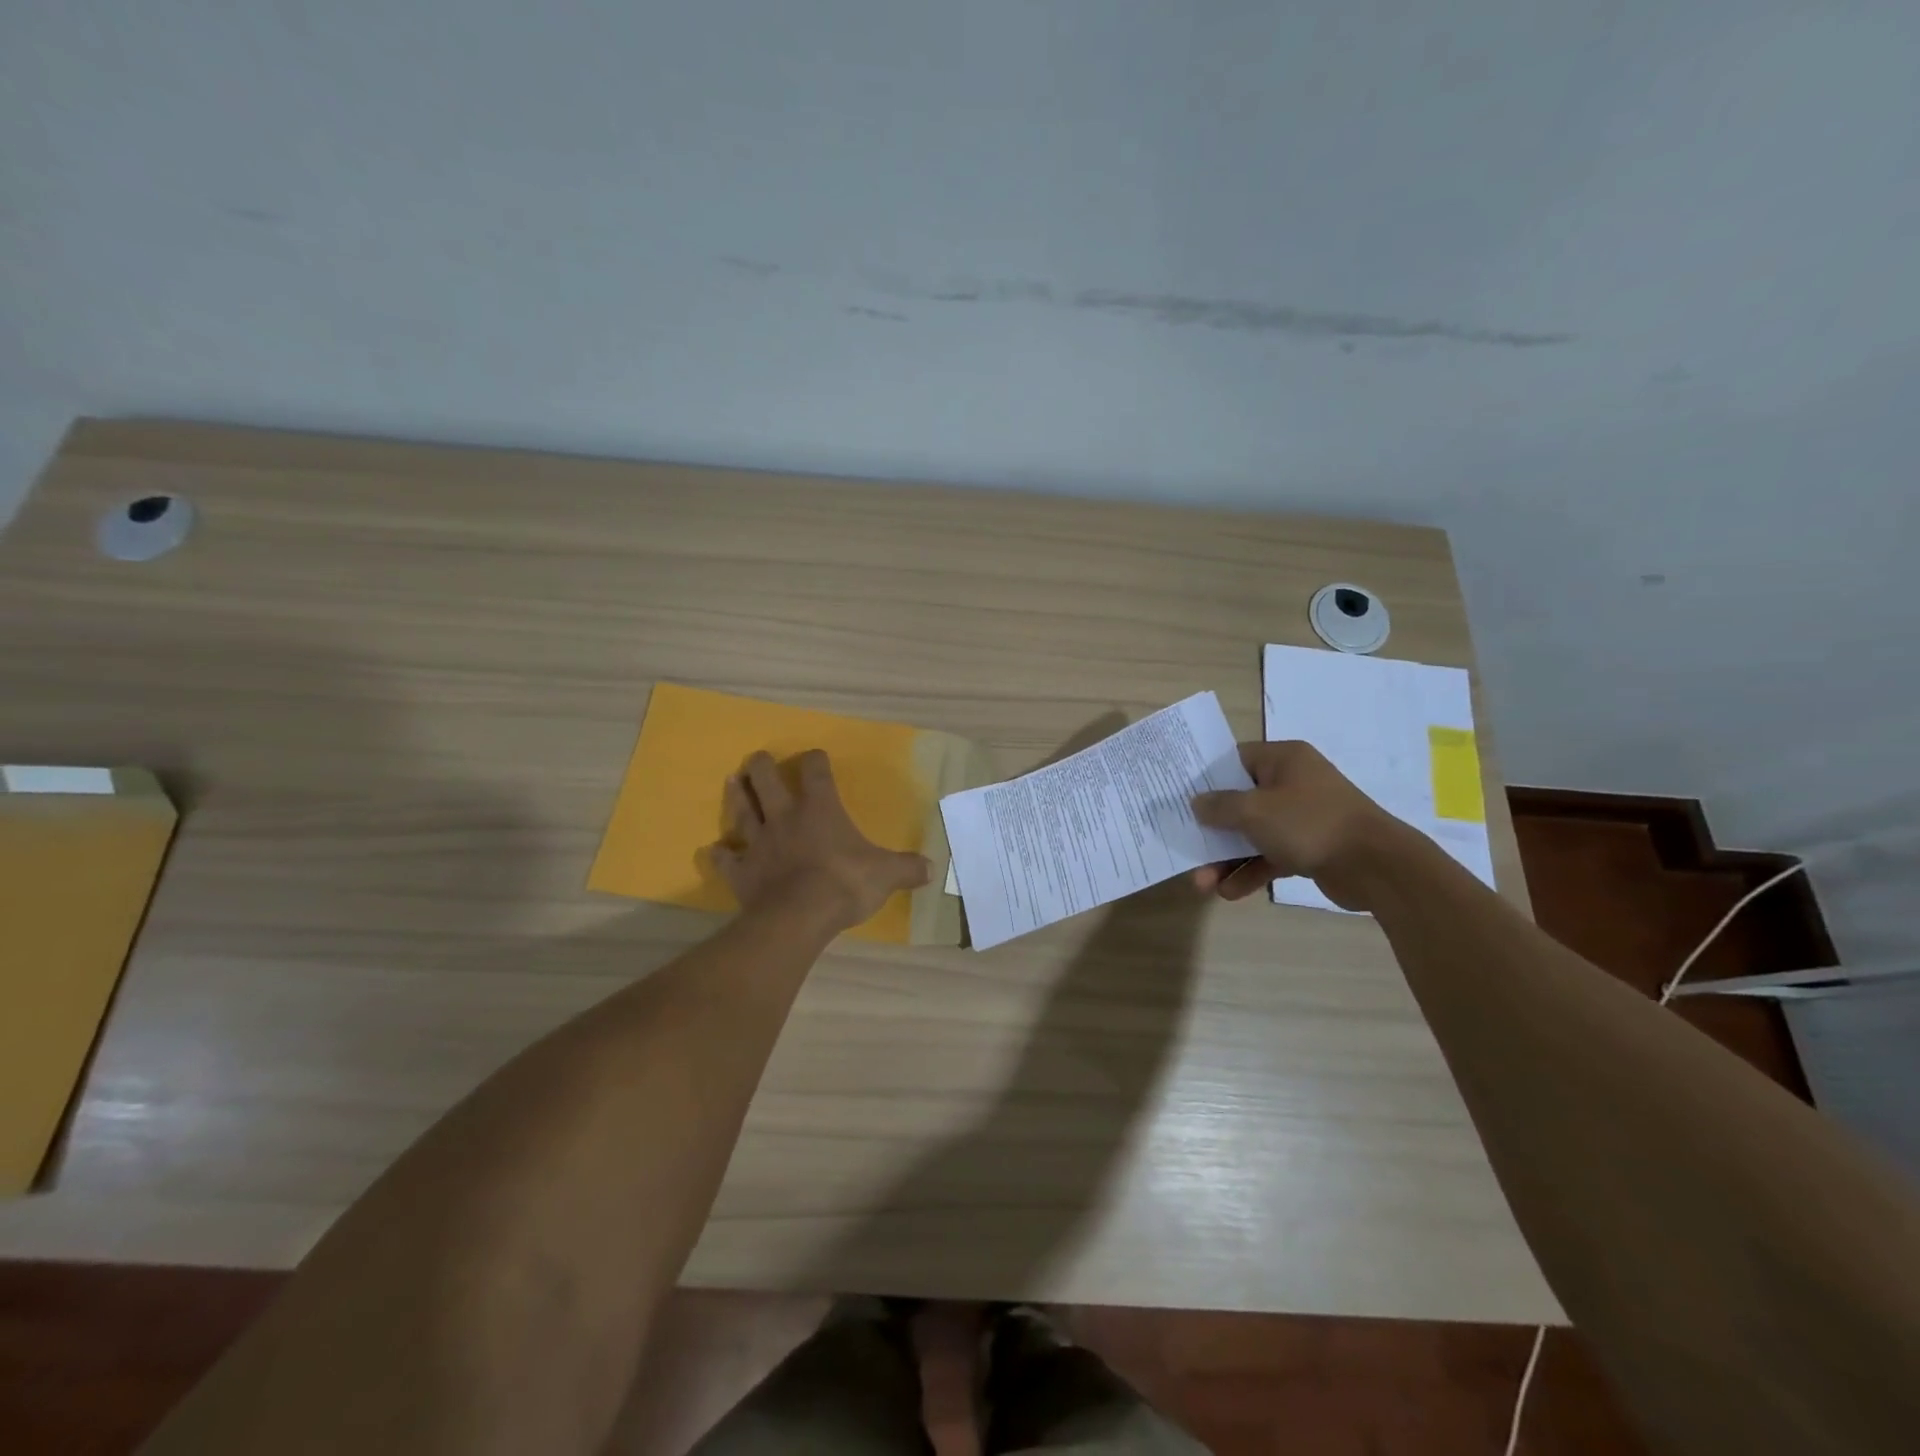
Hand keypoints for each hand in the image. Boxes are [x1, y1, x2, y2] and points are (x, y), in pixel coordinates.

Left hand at [709, 750, 930, 932]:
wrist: (799, 916)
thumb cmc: (844, 884)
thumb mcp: (887, 875)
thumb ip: (908, 868)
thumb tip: (933, 868)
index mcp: (819, 809)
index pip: (816, 772)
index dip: (816, 761)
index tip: (817, 757)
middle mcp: (785, 817)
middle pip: (767, 781)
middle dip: (762, 766)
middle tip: (758, 758)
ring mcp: (758, 843)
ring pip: (742, 811)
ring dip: (737, 795)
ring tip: (733, 781)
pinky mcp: (741, 871)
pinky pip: (725, 859)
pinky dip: (719, 855)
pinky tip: (714, 851)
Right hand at [1190, 741, 1412, 910]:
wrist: (1376, 866)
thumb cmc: (1309, 824)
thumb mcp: (1254, 811)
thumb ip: (1220, 806)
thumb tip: (1197, 802)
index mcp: (1283, 760)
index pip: (1234, 760)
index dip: (1205, 777)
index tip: (1178, 795)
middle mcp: (1292, 783)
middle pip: (1239, 801)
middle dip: (1211, 830)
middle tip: (1185, 846)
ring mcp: (1301, 817)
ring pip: (1252, 834)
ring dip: (1226, 858)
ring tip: (1202, 884)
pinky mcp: (1309, 847)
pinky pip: (1270, 856)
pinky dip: (1250, 872)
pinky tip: (1229, 893)